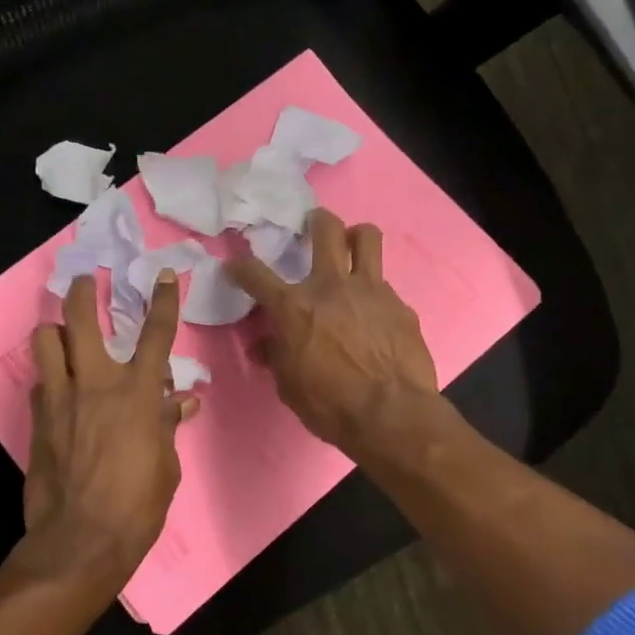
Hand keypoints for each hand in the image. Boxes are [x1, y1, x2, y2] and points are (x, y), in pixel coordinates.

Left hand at [19, 270, 199, 587]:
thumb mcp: (167, 466)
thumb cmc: (137, 506)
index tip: (165, 275)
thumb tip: (183, 402)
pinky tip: (58, 392)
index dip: (164, 301)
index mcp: (138, 394)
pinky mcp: (36, 420)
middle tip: (87, 282)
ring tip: (63, 335)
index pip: (156, 335)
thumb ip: (169, 426)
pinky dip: (50, 378)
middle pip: (81, 319)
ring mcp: (60, 399)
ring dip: (55, 331)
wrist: (80, 542)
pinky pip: (40, 383)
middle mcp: (96, 384)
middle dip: (84, 292)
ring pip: (45, 340)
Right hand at [228, 209, 439, 455]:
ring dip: (356, 236)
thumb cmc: (330, 405)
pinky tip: (376, 316)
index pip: (256, 275)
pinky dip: (375, 294)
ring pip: (366, 237)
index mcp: (294, 307)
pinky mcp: (400, 305)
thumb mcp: (289, 386)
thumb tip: (264, 345)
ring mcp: (370, 290)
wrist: (391, 414)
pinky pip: (385, 286)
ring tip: (353, 246)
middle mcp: (331, 286)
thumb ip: (276, 356)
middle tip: (314, 225)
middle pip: (325, 230)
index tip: (235, 266)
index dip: (240, 267)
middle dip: (316, 221)